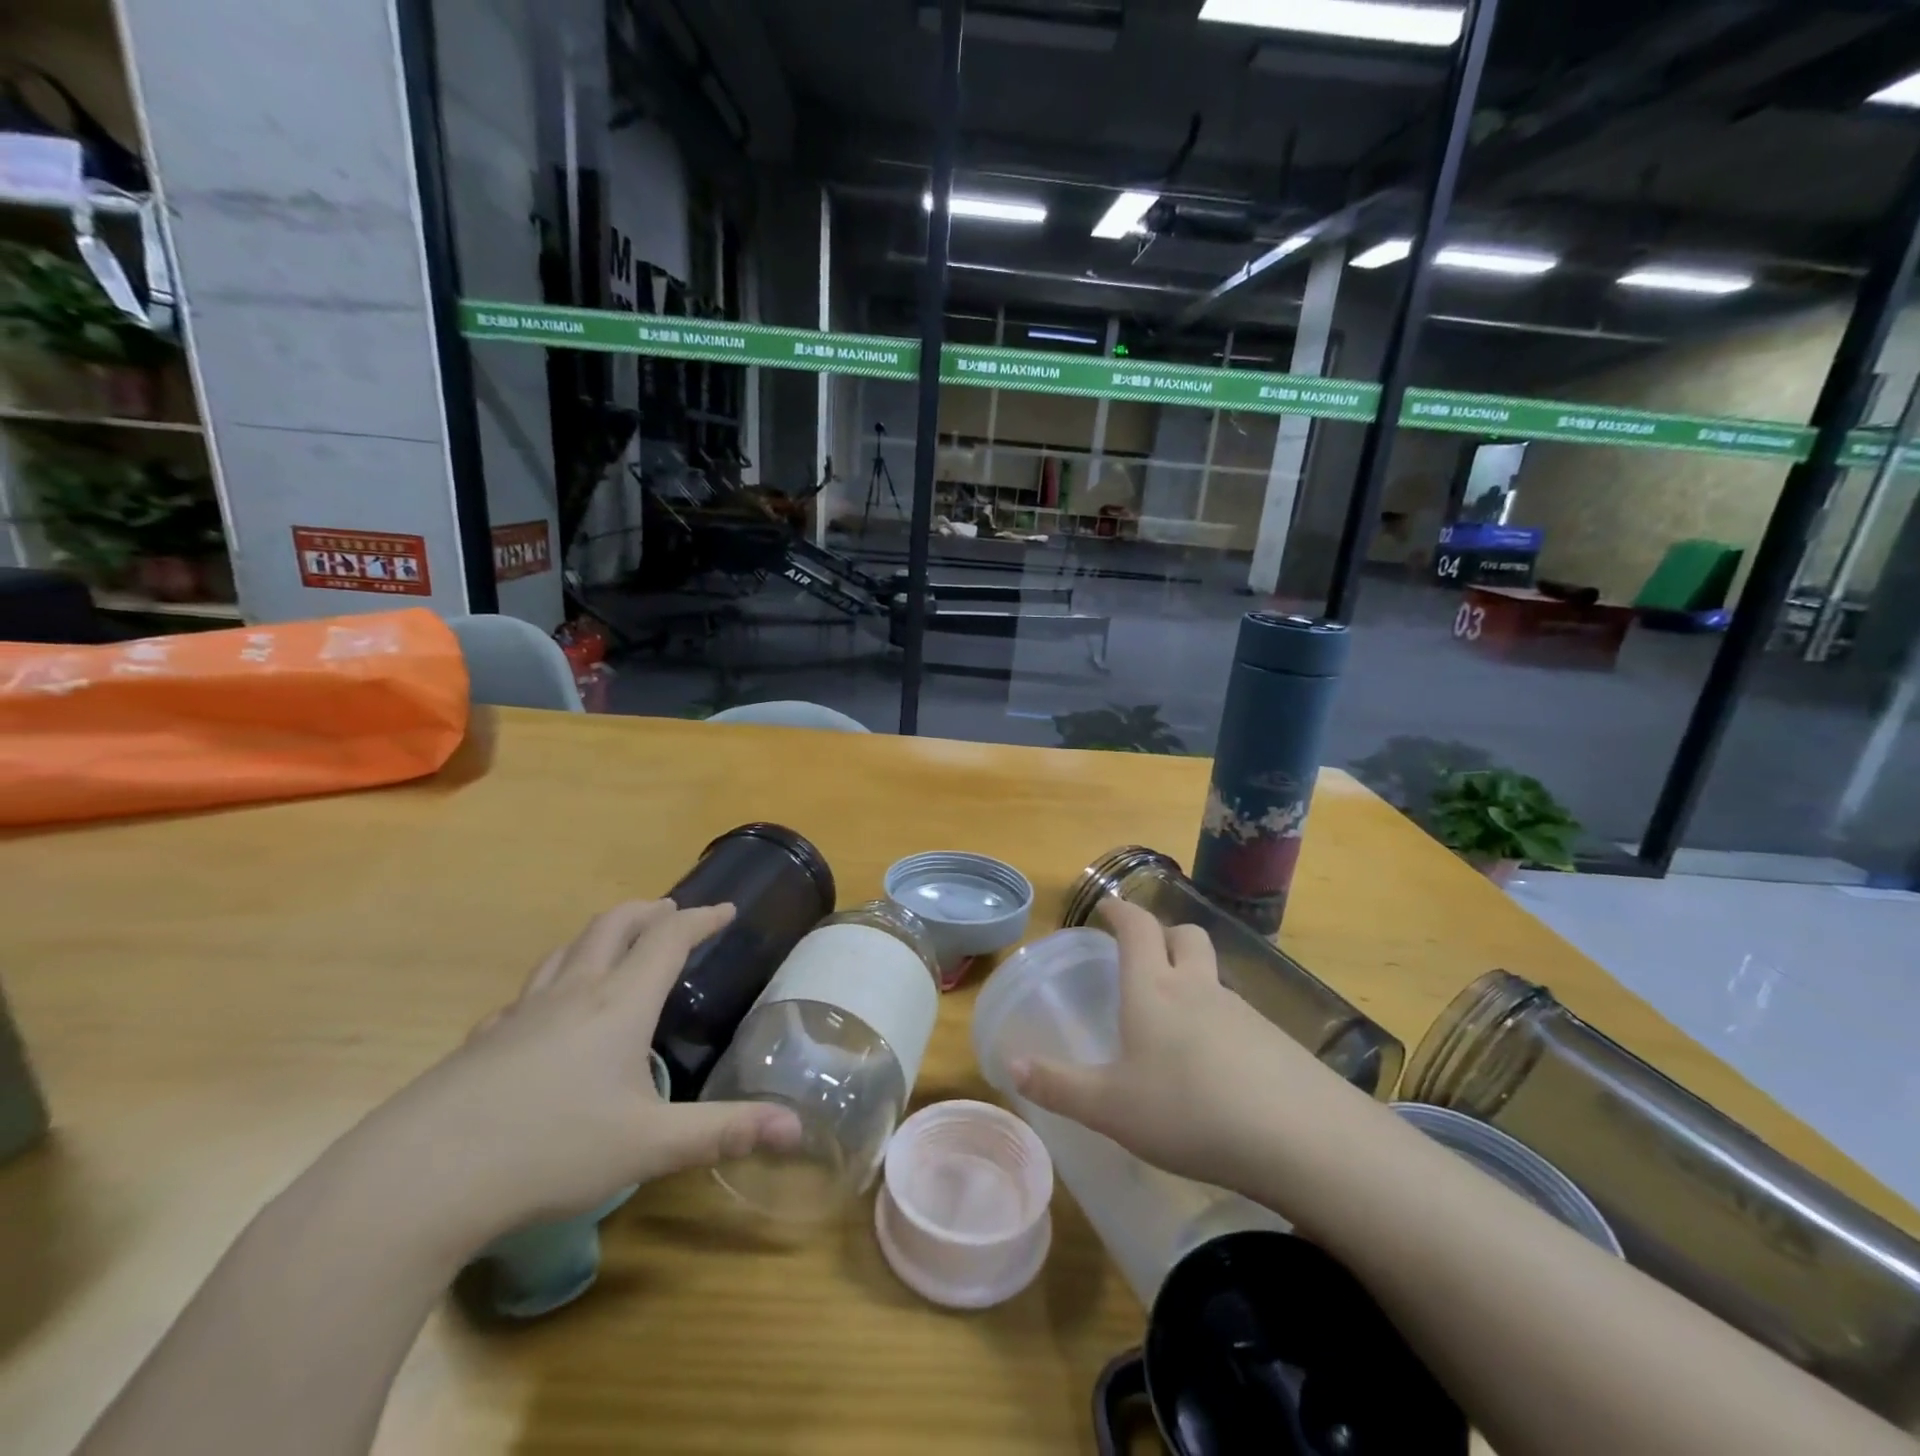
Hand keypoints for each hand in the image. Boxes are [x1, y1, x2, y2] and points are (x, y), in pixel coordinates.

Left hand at [365, 900, 800, 1250]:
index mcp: (619, 1004)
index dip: (702, 919)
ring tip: (617, 946)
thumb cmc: (548, 1150)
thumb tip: (798, 1127)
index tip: (726, 910)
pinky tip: (545, 1015)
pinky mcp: (482, 1042)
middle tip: (673, 913)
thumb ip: (724, 1132)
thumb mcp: (649, 1145)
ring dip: (601, 936)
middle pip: (613, 926)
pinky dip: (554, 983)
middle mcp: (572, 994)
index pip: (669, 939)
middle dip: (649, 912)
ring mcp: (521, 1014)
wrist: (416, 1179)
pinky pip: (528, 994)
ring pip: (567, 951)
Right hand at [1012, 898, 1340, 1196]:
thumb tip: (1010, 1063)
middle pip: (1186, 936)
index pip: (1137, 928)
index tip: (1106, 906)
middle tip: (1145, 954)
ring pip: (1214, 975)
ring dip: (1193, 978)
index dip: (1120, 912)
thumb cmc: (1188, 1110)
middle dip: (1164, 934)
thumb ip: (1058, 1086)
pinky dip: (1220, 1020)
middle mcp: (1198, 987)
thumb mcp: (1110, 1107)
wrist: (1301, 1138)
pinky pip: (1239, 1014)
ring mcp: (1243, 1012)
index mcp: (1153, 989)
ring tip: (1176, 1018)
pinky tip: (1217, 1065)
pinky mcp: (1277, 1042)